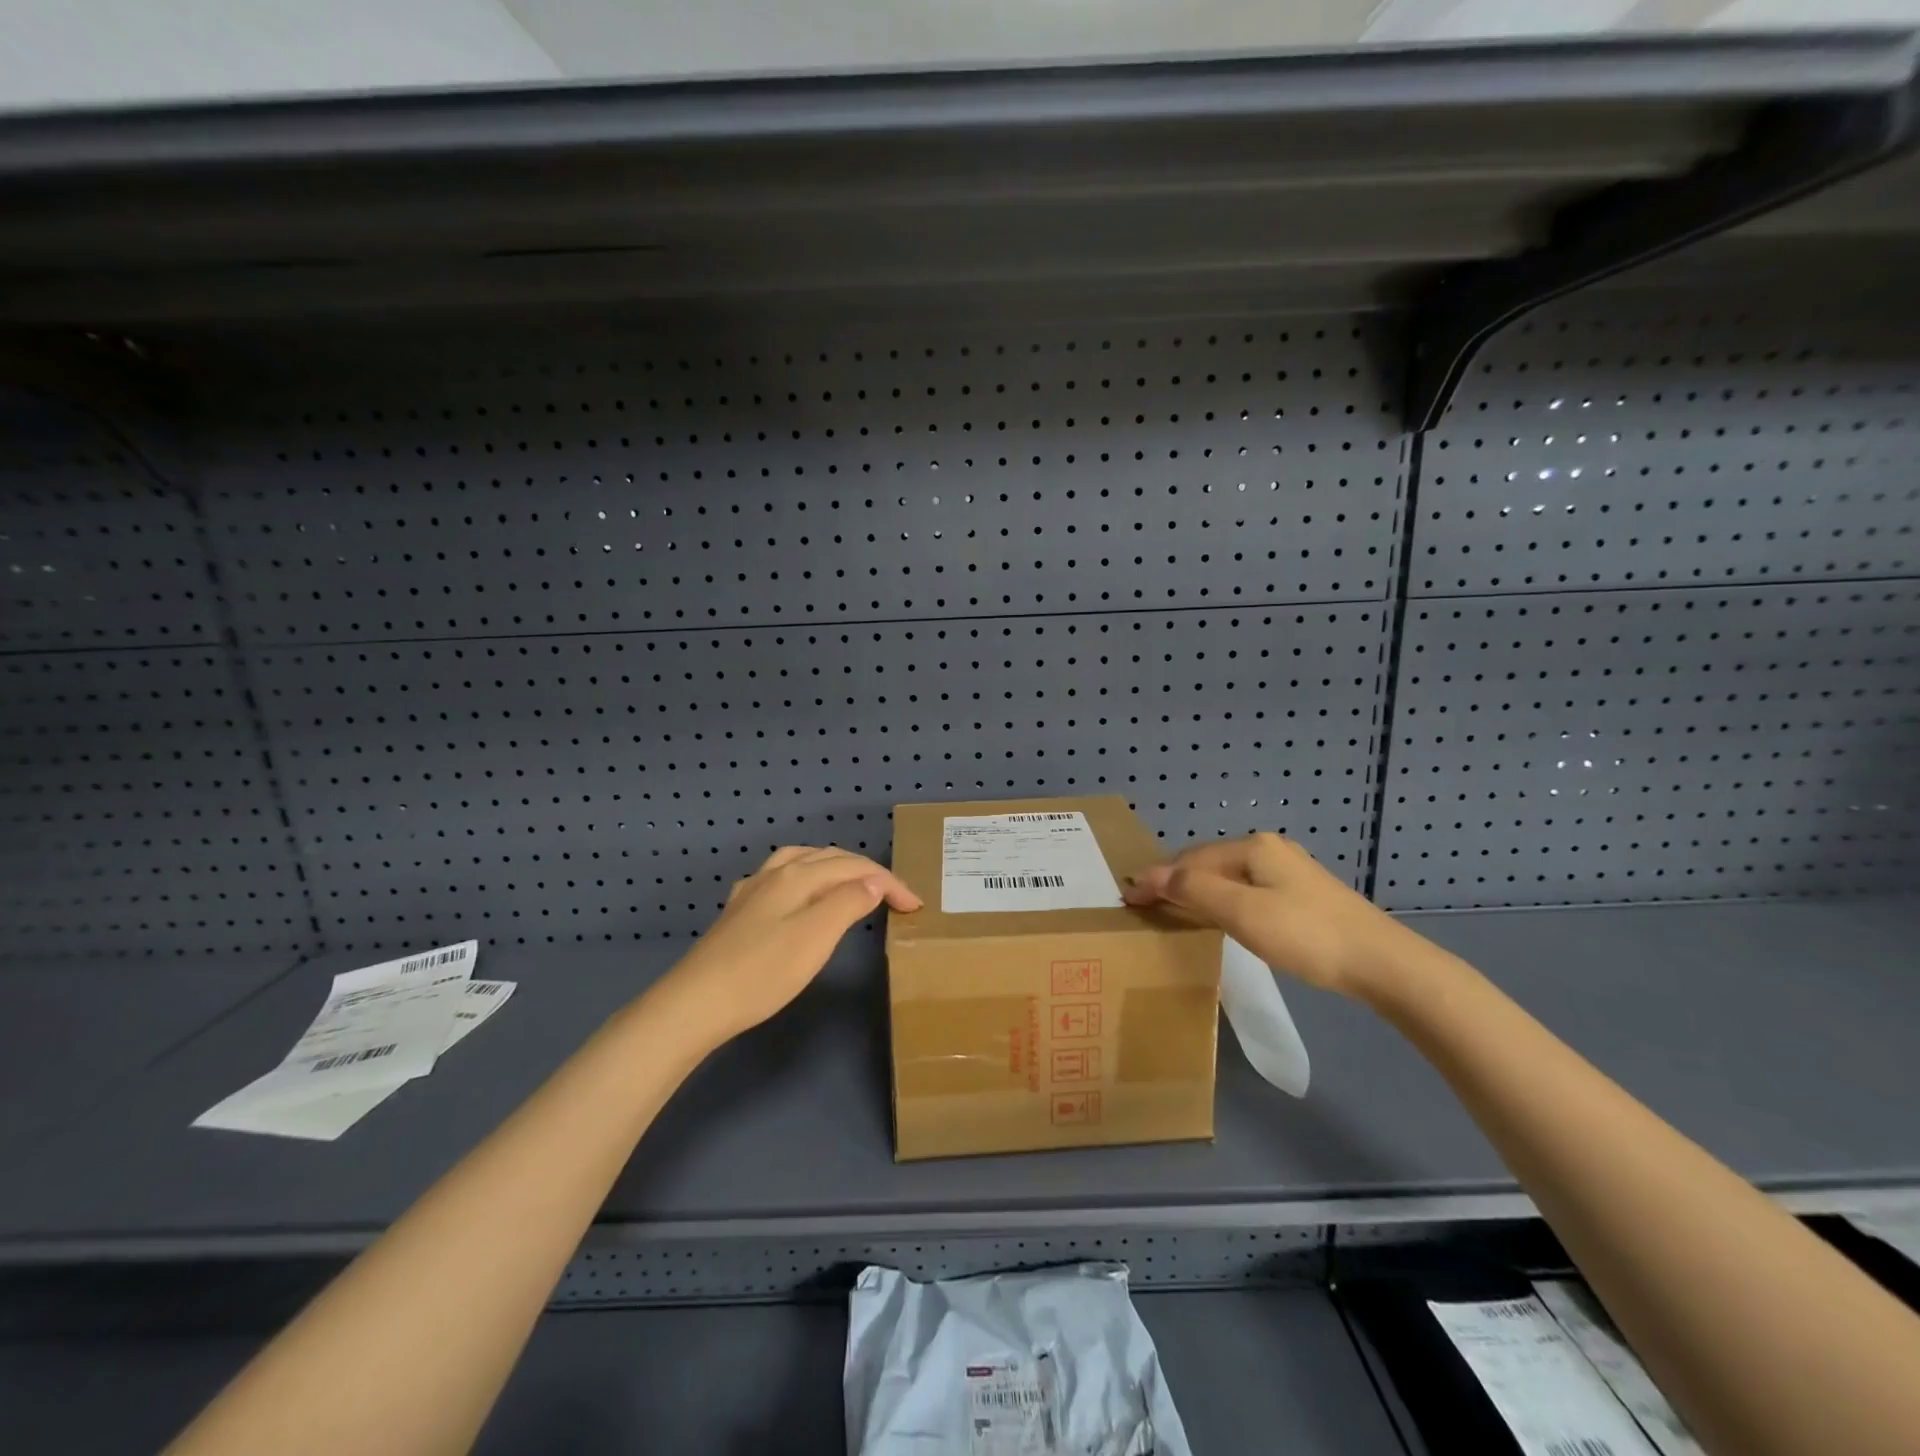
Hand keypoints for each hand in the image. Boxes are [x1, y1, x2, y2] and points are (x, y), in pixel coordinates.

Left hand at [657, 846, 921, 1046]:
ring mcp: (753, 891)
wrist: (696, 1003)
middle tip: (894, 895)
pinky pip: (781, 878)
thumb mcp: (816, 937)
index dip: (888, 882)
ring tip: (853, 883)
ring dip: (834, 867)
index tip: (915, 906)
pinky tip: (799, 894)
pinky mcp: (739, 912)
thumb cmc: (763, 972)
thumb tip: (873, 882)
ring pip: (802, 861)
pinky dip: (805, 877)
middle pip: (830, 858)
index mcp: (798, 875)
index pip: (855, 868)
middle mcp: (775, 873)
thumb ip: (847, 903)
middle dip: (866, 871)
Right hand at [1123, 833, 1416, 998]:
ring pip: (1227, 877)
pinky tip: (1217, 916)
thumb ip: (1193, 890)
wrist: (1382, 963)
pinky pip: (1246, 890)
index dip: (1157, 878)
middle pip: (1208, 863)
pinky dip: (1221, 900)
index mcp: (1252, 846)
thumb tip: (1149, 875)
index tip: (1127, 898)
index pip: (1190, 859)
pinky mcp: (1301, 894)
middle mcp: (1268, 849)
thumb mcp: (1242, 911)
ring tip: (1171, 911)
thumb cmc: (1305, 934)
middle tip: (1144, 905)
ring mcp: (1288, 871)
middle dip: (1174, 882)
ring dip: (1196, 892)